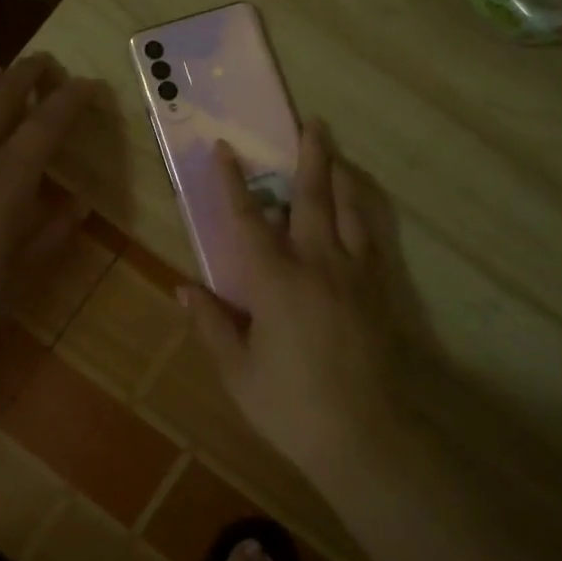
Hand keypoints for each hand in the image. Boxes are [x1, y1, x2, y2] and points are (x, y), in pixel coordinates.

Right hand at [178, 120, 408, 479]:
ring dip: (341, 177)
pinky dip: (364, 215)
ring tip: (337, 152)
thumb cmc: (290, 406)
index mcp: (275, 281)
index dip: (232, 183)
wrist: (363, 437)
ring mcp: (353, 275)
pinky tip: (361, 210)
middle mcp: (317, 265)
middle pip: (312, 199)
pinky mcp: (378, 292)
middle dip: (310, 157)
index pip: (248, 220)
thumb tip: (183, 288)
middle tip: (312, 122)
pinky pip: (372, 240)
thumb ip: (211, 323)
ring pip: (349, 212)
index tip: (225, 148)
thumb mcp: (238, 371)